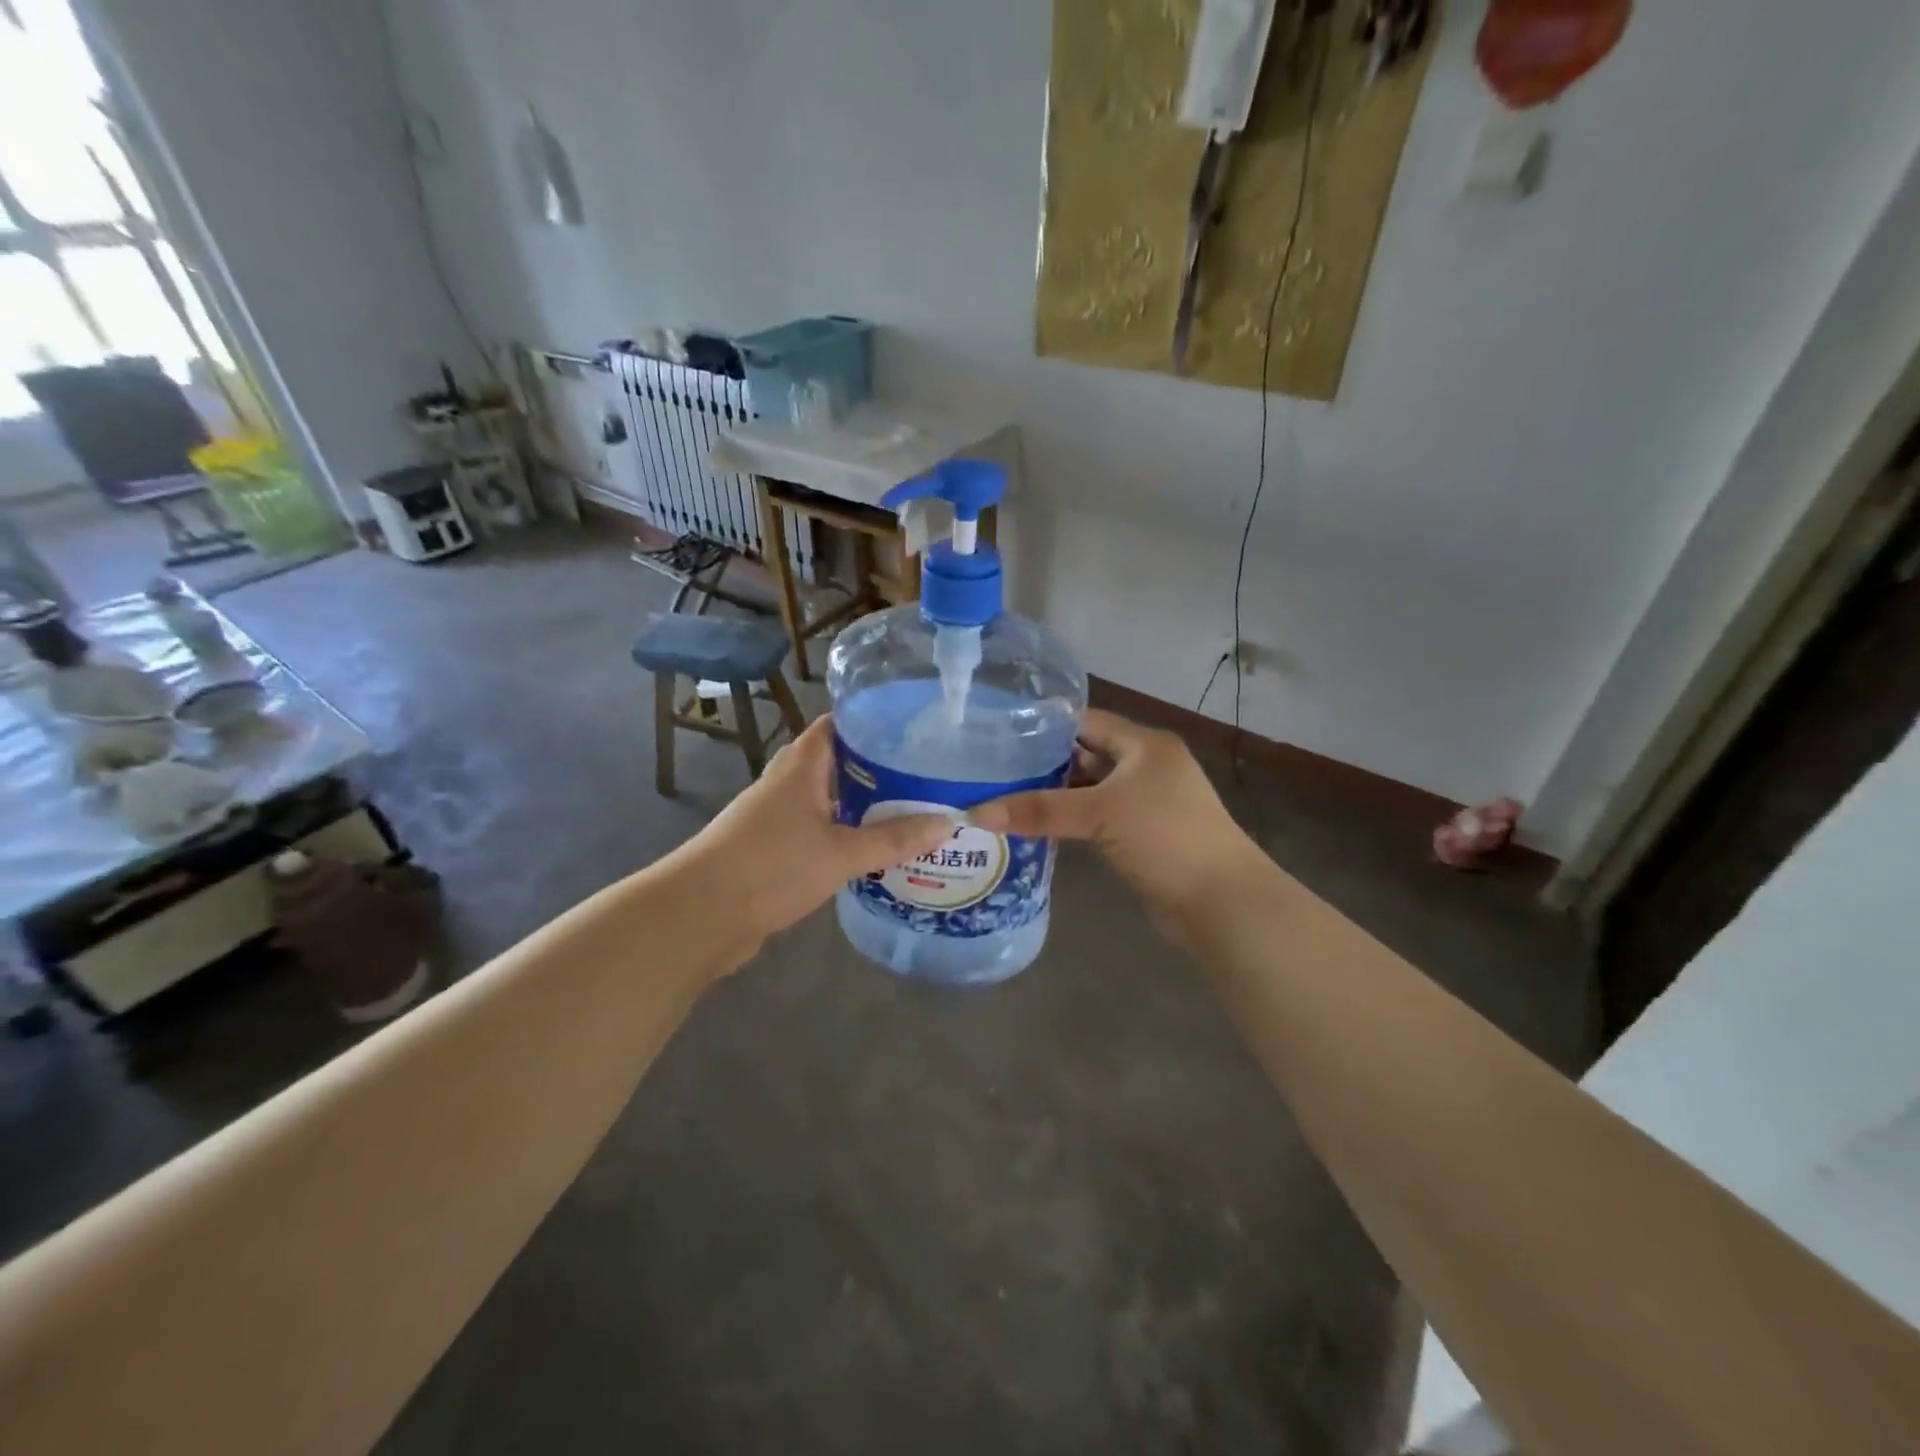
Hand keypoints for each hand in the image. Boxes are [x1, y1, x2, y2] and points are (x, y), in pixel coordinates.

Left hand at [687, 715, 951, 942]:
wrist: (700, 915)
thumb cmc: (771, 867)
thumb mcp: (841, 852)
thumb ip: (894, 839)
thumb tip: (948, 823)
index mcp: (801, 765)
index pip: (838, 724)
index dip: (873, 721)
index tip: (914, 728)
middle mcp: (787, 782)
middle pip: (838, 762)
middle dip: (878, 768)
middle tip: (923, 774)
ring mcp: (777, 816)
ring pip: (829, 800)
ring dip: (863, 804)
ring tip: (910, 809)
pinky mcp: (773, 849)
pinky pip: (818, 830)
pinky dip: (845, 834)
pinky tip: (874, 850)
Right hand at [968, 710, 1261, 935]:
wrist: (1219, 902)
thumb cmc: (1164, 837)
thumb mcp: (1099, 814)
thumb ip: (1040, 810)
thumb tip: (976, 813)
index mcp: (1144, 744)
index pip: (1087, 721)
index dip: (1046, 726)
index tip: (1000, 733)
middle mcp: (1146, 766)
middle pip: (1087, 754)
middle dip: (1045, 762)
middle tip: (994, 768)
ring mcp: (1146, 802)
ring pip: (1091, 789)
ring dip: (1056, 795)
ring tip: (1005, 795)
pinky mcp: (1142, 835)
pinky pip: (1097, 818)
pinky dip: (1071, 821)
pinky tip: (1036, 827)